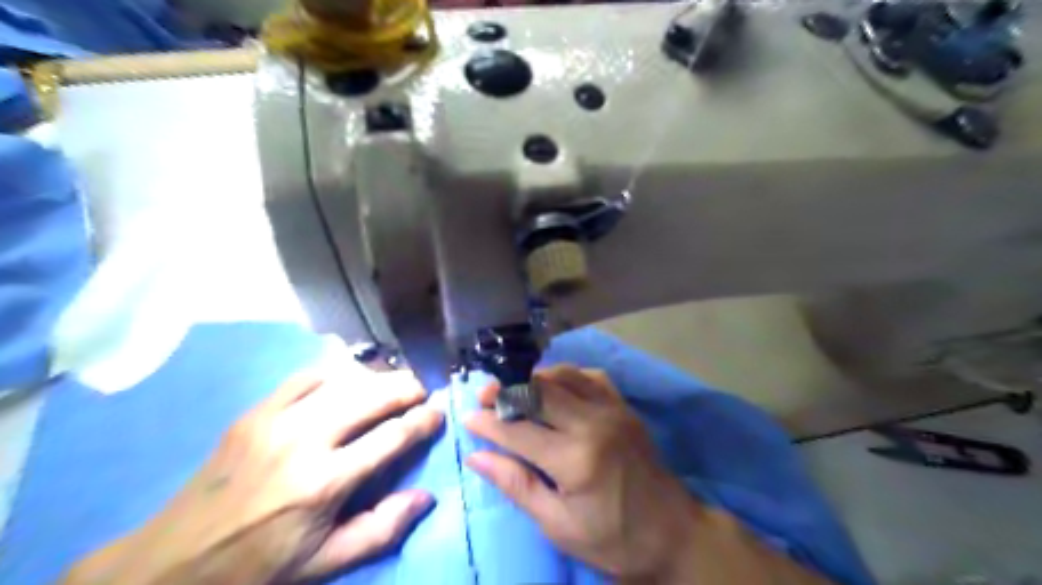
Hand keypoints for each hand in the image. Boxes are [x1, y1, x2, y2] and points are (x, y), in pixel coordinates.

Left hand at [59, 370, 443, 584]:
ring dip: (377, 377)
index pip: (392, 437)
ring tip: (394, 382)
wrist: (173, 561)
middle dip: (406, 387)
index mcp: (325, 483)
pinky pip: (305, 376)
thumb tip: (426, 496)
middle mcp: (305, 441)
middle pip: (372, 397)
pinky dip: (335, 372)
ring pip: (344, 380)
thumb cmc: (258, 565)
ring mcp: (277, 420)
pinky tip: (347, 379)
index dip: (423, 420)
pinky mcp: (255, 412)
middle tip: (422, 390)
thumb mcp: (325, 562)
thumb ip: (382, 528)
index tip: (439, 412)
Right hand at [463, 366, 698, 579]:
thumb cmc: (612, 538)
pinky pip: (591, 377)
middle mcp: (594, 424)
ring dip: (535, 379)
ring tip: (514, 390)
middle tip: (485, 396)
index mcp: (576, 459)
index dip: (489, 423)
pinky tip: (555, 388)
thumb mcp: (558, 525)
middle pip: (540, 392)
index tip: (468, 417)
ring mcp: (613, 410)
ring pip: (565, 375)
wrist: (672, 532)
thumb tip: (477, 456)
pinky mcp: (624, 407)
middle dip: (507, 392)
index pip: (519, 431)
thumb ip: (517, 485)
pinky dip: (566, 376)